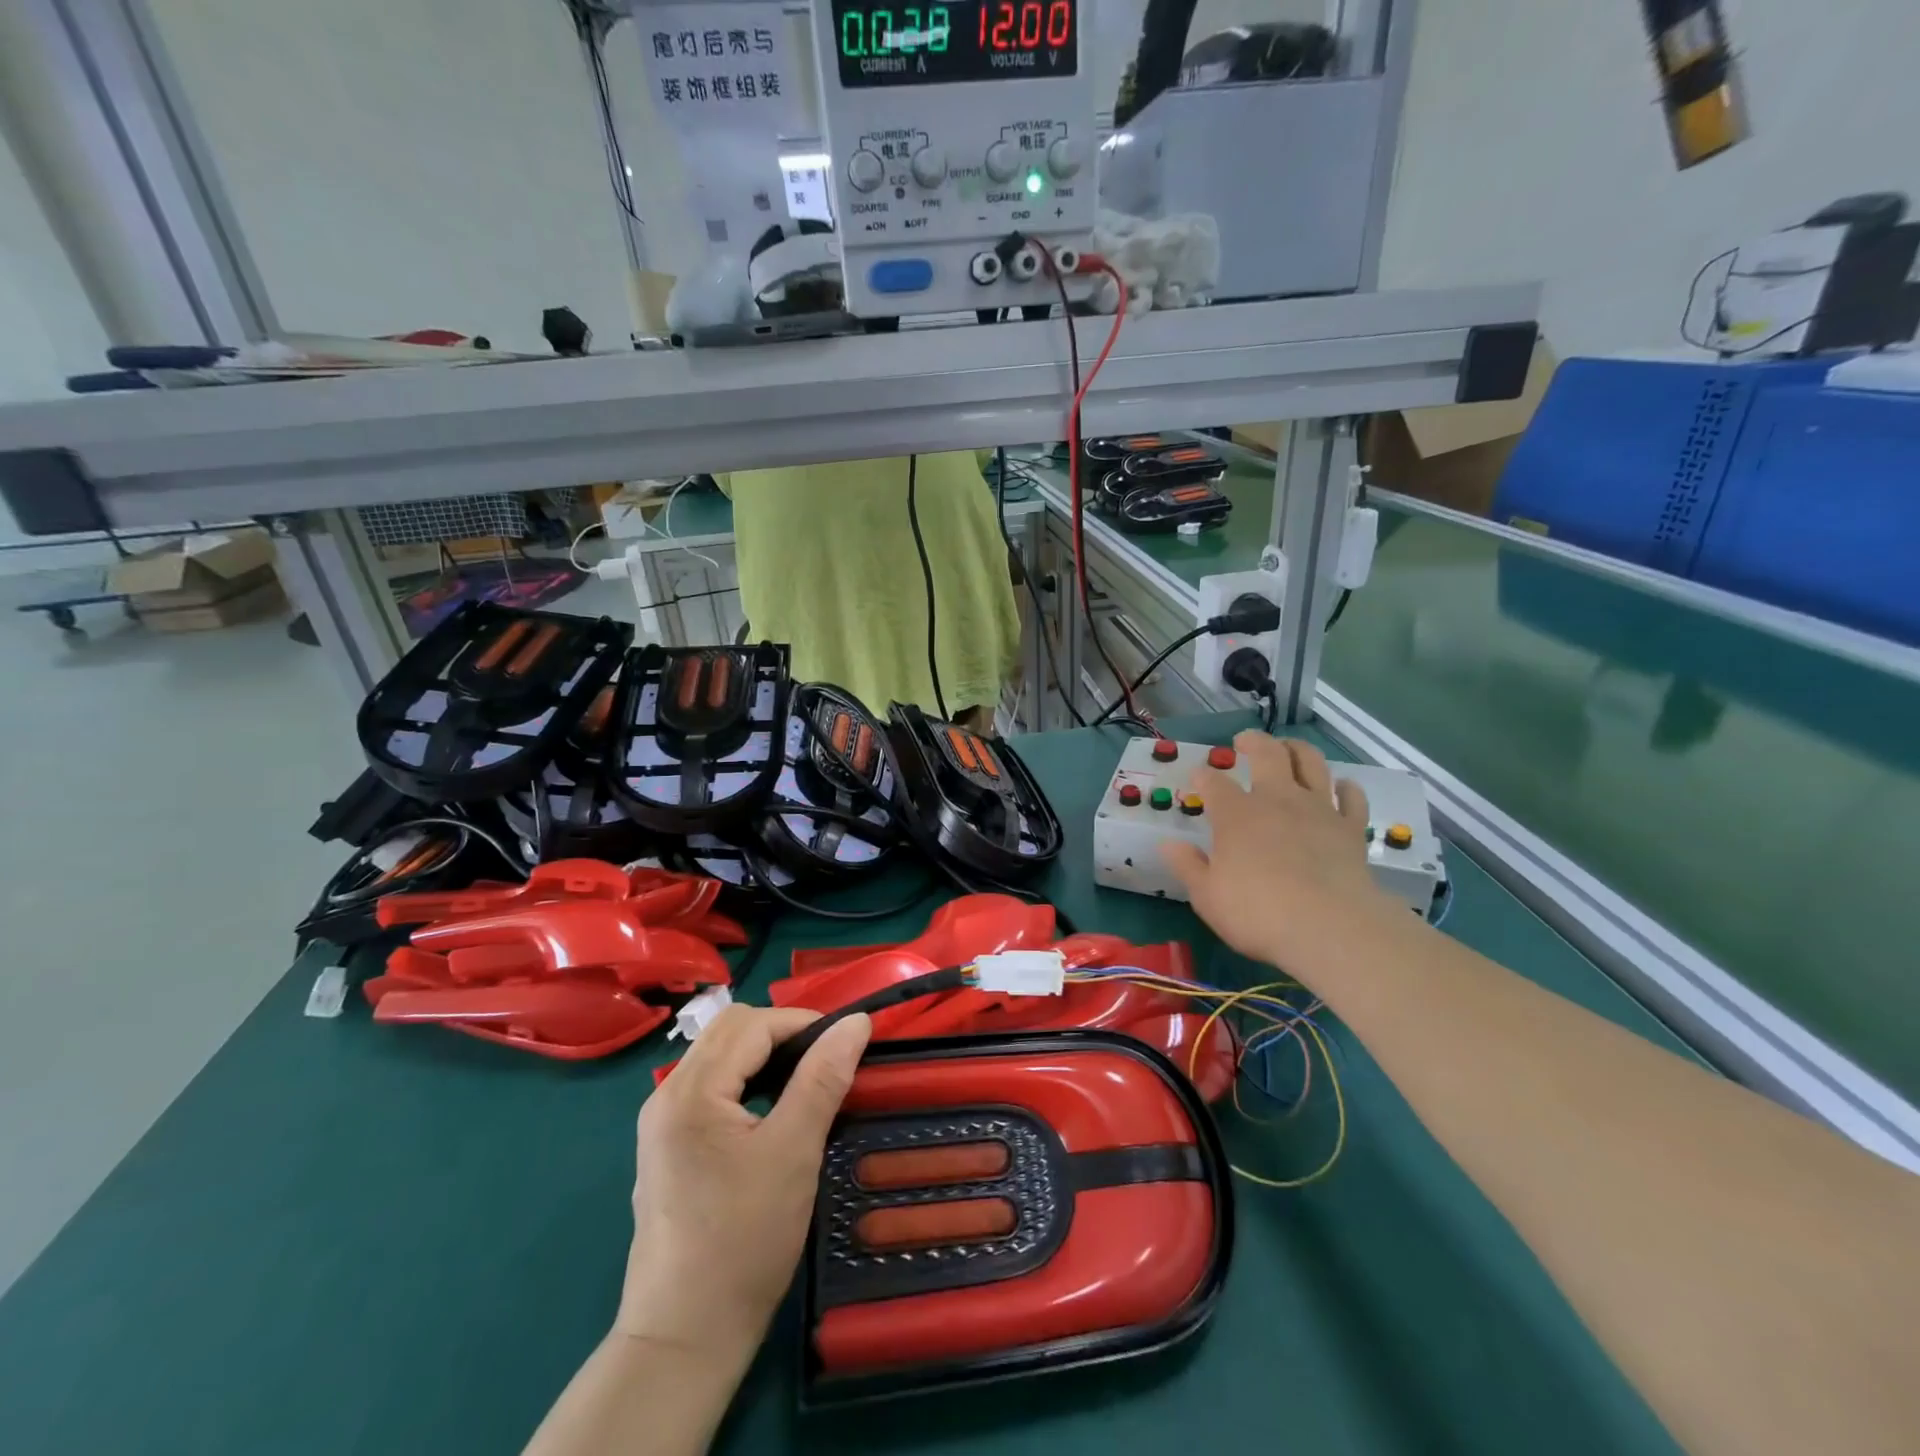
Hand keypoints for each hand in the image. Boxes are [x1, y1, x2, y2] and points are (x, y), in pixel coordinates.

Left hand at [615, 1006, 871, 1361]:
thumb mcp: (794, 1151)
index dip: (804, 1024)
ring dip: (764, 1056)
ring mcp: (662, 1122)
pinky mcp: (667, 1146)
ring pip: (719, 1056)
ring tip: (805, 1082)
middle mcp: (667, 1094)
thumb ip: (824, 1078)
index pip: (753, 1024)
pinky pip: (710, 1086)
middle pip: (730, 1031)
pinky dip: (746, 1081)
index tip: (846, 1045)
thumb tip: (857, 1022)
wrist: (685, 1337)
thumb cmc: (744, 1240)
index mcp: (691, 1089)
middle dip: (783, 1034)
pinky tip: (770, 1110)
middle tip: (826, 1062)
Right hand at [1160, 732, 1400, 975]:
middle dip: (1253, 742)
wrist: (1330, 928)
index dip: (1203, 776)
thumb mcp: (1206, 896)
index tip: (1197, 777)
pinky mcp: (1350, 828)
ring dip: (1297, 749)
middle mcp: (1277, 800)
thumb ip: (1187, 865)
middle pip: (1267, 754)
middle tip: (1244, 741)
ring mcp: (1318, 810)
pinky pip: (1352, 798)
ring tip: (1289, 748)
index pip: (1213, 782)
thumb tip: (1167, 843)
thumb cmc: (1258, 913)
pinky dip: (1346, 788)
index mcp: (1236, 814)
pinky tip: (1342, 787)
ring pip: (1311, 763)